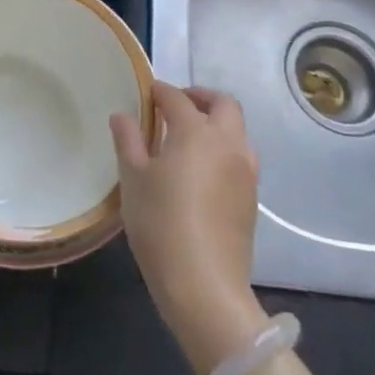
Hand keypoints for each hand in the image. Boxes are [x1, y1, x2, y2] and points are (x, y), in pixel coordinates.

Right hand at [111, 82, 269, 374]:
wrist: (204, 283)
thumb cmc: (160, 224)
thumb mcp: (133, 180)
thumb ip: (128, 141)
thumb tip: (122, 115)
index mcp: (196, 132)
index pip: (177, 99)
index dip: (160, 92)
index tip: (147, 93)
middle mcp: (228, 143)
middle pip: (223, 104)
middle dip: (201, 97)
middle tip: (177, 105)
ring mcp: (246, 170)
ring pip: (237, 130)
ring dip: (217, 122)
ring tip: (189, 137)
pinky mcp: (251, 196)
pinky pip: (240, 156)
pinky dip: (223, 148)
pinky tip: (202, 169)